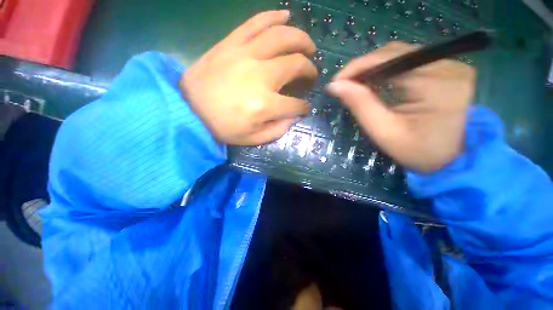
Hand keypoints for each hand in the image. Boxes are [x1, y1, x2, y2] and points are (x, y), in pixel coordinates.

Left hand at [181, 10, 316, 144]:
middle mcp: (259, 76)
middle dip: (309, 70)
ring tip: (308, 46)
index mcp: (265, 105)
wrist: (188, 110)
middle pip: (295, 65)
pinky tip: (286, 16)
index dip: (303, 107)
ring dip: (301, 39)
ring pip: (281, 37)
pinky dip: (273, 17)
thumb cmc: (222, 128)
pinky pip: (255, 23)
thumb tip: (294, 117)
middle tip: (311, 74)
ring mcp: (245, 55)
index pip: (295, 104)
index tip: (304, 108)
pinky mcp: (231, 43)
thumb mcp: (253, 139)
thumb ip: (278, 130)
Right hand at [326, 42, 475, 172]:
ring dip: (373, 68)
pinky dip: (387, 69)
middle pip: (394, 54)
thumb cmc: (418, 150)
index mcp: (436, 84)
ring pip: (399, 54)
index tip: (335, 82)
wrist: (453, 157)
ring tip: (356, 84)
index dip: (357, 67)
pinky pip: (408, 60)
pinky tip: (375, 81)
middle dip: (363, 68)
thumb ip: (361, 105)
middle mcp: (447, 65)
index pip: (388, 60)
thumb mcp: (385, 132)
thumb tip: (335, 85)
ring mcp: (450, 64)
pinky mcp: (447, 67)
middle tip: (344, 85)